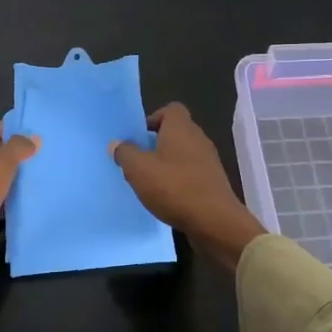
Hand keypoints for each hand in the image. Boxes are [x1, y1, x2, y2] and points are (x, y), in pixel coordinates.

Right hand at [111, 103, 267, 270]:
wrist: (214, 222)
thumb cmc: (174, 187)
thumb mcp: (139, 169)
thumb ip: (125, 153)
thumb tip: (117, 144)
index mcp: (181, 128)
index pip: (171, 109)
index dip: (154, 119)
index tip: (139, 137)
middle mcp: (198, 139)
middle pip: (176, 132)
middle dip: (156, 144)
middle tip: (138, 161)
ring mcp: (209, 162)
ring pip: (183, 155)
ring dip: (167, 165)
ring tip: (149, 182)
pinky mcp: (213, 183)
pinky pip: (191, 174)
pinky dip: (178, 181)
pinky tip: (166, 198)